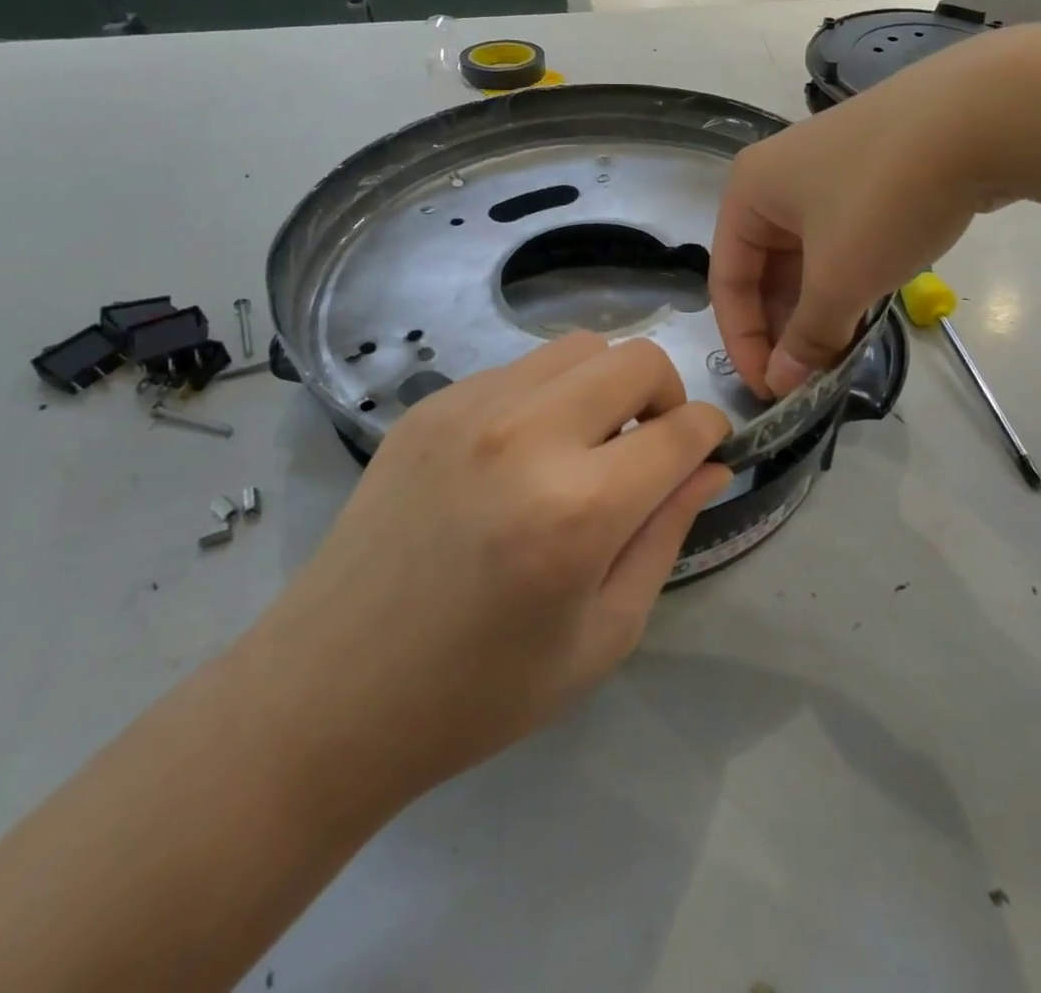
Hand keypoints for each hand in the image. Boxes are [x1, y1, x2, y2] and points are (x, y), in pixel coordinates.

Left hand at [262, 332, 731, 799]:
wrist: (330, 692)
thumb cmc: (479, 691)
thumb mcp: (602, 635)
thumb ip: (665, 535)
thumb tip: (709, 467)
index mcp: (578, 509)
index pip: (680, 430)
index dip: (710, 433)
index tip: (707, 451)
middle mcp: (526, 436)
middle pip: (635, 359)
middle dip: (666, 394)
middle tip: (649, 447)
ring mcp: (469, 410)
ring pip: (577, 348)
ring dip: (605, 385)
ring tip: (588, 445)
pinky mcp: (430, 407)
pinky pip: (517, 369)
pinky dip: (547, 394)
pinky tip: (524, 452)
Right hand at [710, 29, 1040, 397]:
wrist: (986, 114)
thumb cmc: (886, 198)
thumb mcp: (840, 278)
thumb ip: (807, 335)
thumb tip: (784, 382)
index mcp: (750, 191)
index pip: (728, 280)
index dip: (743, 341)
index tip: (769, 390)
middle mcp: (779, 177)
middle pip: (766, 269)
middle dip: (784, 327)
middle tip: (807, 378)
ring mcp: (830, 171)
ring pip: (807, 257)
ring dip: (818, 308)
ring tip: (838, 354)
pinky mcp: (874, 173)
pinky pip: (842, 240)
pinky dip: (847, 280)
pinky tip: (865, 313)